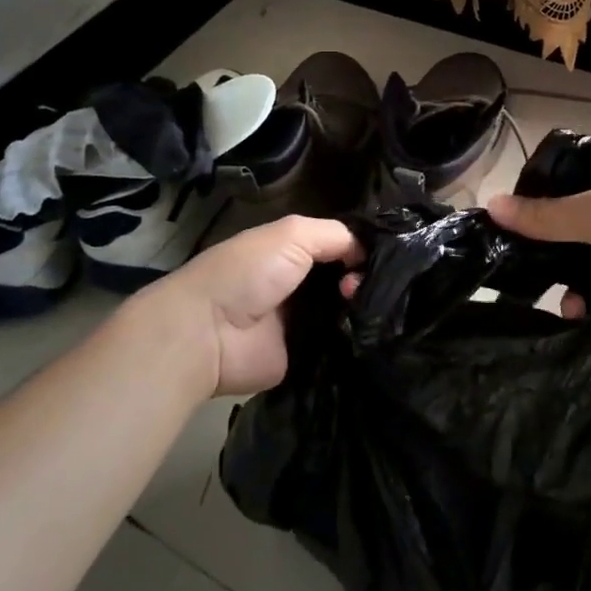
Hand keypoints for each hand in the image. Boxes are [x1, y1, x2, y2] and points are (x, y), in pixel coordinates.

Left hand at [120, 215, 359, 397]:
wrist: (208, 333)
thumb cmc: (246, 273)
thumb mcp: (292, 234)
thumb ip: (335, 235)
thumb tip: (367, 251)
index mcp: (293, 252)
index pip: (340, 247)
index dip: (362, 250)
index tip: (382, 259)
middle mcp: (301, 285)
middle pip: (347, 279)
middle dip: (366, 280)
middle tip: (372, 288)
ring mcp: (304, 322)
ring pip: (347, 312)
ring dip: (364, 309)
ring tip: (374, 309)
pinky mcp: (305, 356)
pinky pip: (339, 345)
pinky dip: (356, 340)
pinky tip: (375, 333)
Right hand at [485, 140, 590, 306]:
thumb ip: (548, 217)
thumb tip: (490, 205)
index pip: (553, 173)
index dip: (528, 198)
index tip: (505, 232)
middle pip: (569, 216)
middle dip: (549, 249)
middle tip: (525, 278)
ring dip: (575, 276)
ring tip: (565, 307)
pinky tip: (587, 313)